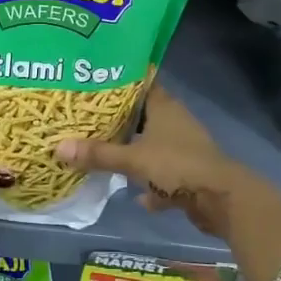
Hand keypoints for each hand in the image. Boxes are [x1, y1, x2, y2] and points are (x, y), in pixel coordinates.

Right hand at [56, 86, 255, 241]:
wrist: (222, 199)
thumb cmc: (177, 166)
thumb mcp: (133, 159)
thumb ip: (98, 154)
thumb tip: (57, 146)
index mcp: (164, 107)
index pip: (141, 83)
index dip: (120, 82)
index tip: (96, 81)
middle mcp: (175, 122)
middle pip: (144, 115)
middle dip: (121, 120)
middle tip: (90, 120)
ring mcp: (185, 148)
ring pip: (154, 145)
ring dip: (136, 152)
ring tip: (107, 154)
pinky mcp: (191, 173)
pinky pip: (165, 174)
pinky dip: (153, 184)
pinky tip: (138, 196)